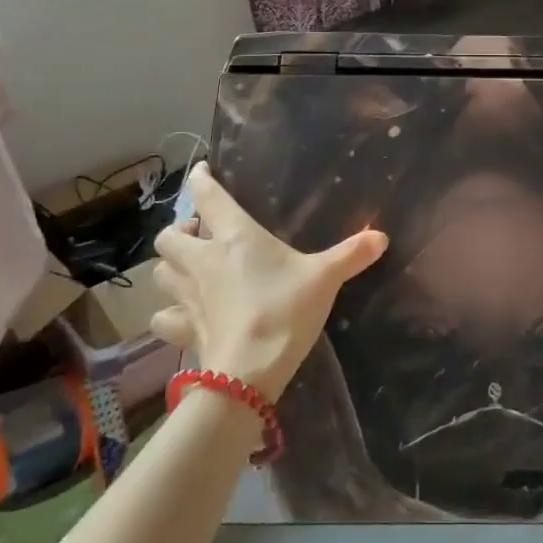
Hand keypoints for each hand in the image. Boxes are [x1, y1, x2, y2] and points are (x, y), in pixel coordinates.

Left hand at [148, 164, 387, 402]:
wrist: (251, 371)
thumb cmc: (286, 310)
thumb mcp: (325, 278)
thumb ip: (351, 254)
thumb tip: (382, 236)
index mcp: (234, 236)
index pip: (206, 196)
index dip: (200, 179)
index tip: (202, 171)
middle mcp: (202, 260)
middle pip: (169, 236)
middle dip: (180, 232)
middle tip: (201, 236)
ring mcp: (187, 296)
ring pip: (160, 272)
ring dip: (171, 267)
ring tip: (189, 270)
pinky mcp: (183, 329)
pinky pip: (162, 317)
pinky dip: (168, 313)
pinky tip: (181, 315)